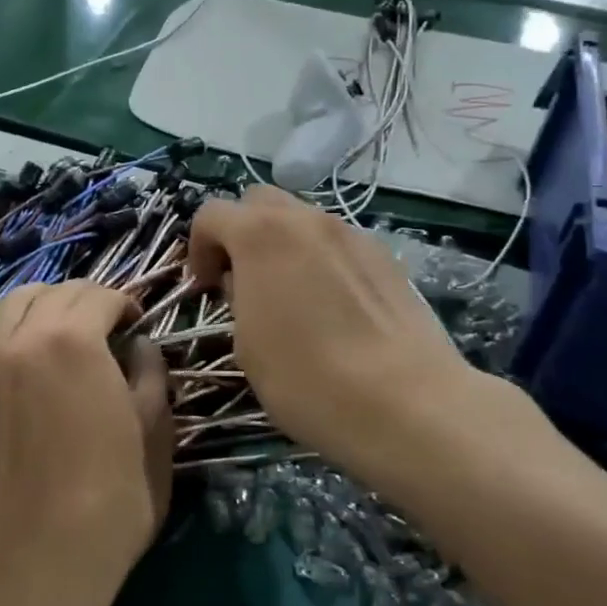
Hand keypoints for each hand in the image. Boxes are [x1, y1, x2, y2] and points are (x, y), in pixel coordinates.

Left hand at [0, 282, 171, 605]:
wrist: (32, 559)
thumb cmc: (109, 500)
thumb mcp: (153, 434)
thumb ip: (150, 376)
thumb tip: (139, 346)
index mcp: (74, 339)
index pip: (100, 295)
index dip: (125, 303)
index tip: (137, 323)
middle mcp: (22, 334)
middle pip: (57, 292)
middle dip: (88, 300)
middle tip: (107, 327)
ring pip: (13, 302)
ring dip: (45, 304)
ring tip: (62, 330)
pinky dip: (4, 324)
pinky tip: (20, 345)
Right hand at [187, 187, 524, 487]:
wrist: (407, 403)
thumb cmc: (308, 379)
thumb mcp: (246, 346)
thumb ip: (238, 299)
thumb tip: (247, 284)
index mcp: (261, 235)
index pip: (212, 214)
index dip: (199, 248)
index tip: (206, 289)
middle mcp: (306, 220)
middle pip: (259, 202)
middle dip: (241, 232)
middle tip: (243, 280)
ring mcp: (351, 234)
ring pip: (302, 220)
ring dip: (283, 244)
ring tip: (291, 296)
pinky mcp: (386, 256)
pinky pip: (338, 243)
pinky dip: (321, 259)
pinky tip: (333, 308)